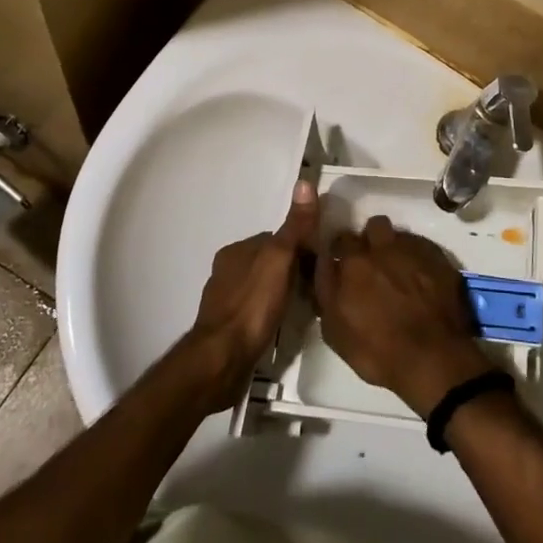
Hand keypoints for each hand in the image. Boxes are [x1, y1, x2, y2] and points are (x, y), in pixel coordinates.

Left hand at [181, 181, 316, 410]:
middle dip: (290, 271)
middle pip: (268, 262)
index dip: (300, 247)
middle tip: (316, 287)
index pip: (275, 239)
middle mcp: (226, 271)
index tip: (320, 262)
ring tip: (304, 307)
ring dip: (280, 293)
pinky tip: (282, 325)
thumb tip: (304, 182)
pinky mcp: (227, 329)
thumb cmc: (252, 305)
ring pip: (261, 287)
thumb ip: (294, 226)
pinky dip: (269, 313)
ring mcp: (224, 301)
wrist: (222, 360)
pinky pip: (255, 311)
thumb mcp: (279, 258)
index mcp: (235, 251)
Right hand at [314, 217, 495, 417]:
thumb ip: (327, 294)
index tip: (343, 262)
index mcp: (354, 263)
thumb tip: (326, 270)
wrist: (435, 358)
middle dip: (370, 240)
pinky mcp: (439, 257)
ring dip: (395, 246)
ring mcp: (413, 250)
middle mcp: (382, 248)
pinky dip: (418, 258)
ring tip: (399, 269)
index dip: (341, 251)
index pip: (340, 240)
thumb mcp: (336, 332)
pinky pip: (422, 246)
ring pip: (399, 234)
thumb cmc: (379, 352)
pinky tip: (422, 278)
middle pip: (373, 226)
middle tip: (372, 263)